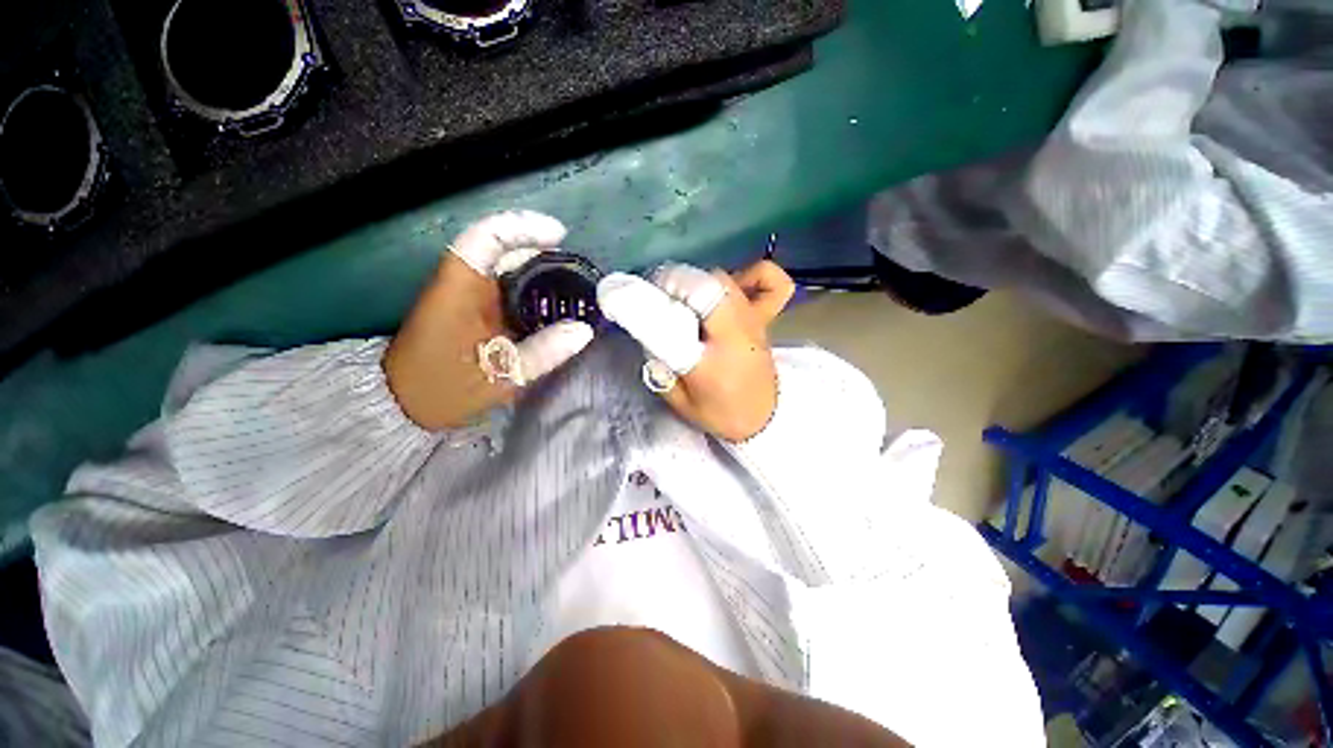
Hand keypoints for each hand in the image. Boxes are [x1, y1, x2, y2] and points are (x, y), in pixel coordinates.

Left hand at [384, 211, 594, 430]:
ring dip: (540, 266)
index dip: (523, 227)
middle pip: (502, 246)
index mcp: (459, 290)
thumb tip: (584, 331)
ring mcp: (468, 292)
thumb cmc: (443, 388)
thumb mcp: (497, 378)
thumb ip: (541, 354)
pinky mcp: (474, 304)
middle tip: (577, 267)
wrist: (404, 401)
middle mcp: (462, 282)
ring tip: (573, 281)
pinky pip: (507, 283)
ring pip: (506, 263)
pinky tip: (554, 300)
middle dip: (542, 248)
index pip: (487, 238)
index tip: (560, 235)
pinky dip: (532, 284)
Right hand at [597, 260, 795, 441]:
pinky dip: (754, 274)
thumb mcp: (680, 402)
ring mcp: (754, 322)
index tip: (619, 295)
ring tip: (683, 294)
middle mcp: (735, 334)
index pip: (673, 324)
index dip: (643, 303)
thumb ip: (660, 368)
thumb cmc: (720, 414)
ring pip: (724, 279)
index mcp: (711, 362)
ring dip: (696, 280)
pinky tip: (736, 282)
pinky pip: (772, 283)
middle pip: (702, 287)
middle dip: (671, 283)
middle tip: (655, 295)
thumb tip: (647, 333)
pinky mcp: (766, 319)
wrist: (764, 420)